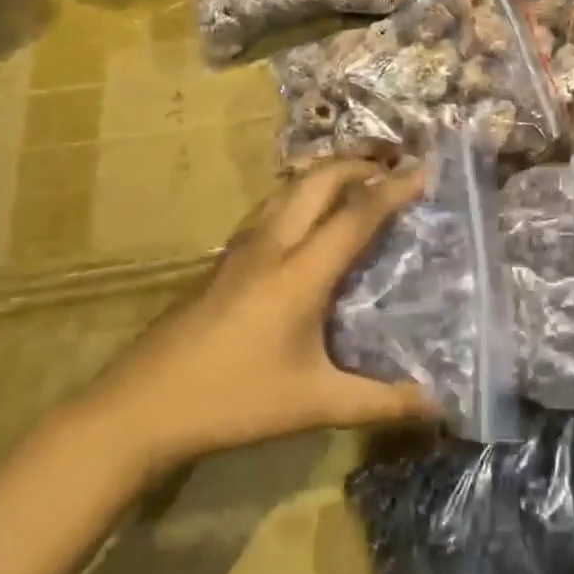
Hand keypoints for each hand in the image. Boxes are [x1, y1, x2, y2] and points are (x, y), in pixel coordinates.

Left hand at [80, 160, 439, 477]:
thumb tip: (436, 405)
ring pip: (288, 188)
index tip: (424, 168)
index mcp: (299, 273)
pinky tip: (305, 218)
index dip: (394, 189)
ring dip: (326, 174)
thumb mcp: (313, 405)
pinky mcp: (221, 261)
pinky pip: (270, 207)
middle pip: (318, 181)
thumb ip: (379, 402)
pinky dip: (300, 194)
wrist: (137, 409)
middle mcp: (271, 246)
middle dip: (358, 165)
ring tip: (356, 181)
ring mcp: (240, 249)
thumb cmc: (231, 401)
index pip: (356, 215)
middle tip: (392, 168)